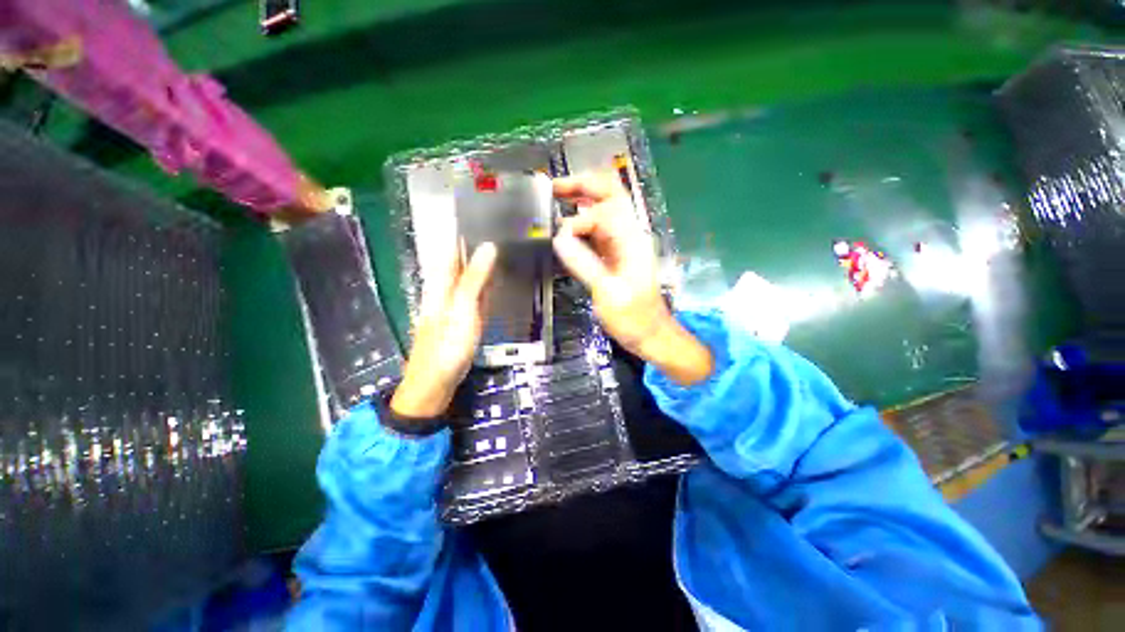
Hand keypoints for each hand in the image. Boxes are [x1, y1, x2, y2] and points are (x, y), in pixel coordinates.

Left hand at [391, 243, 497, 418]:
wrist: (435, 381)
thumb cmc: (447, 345)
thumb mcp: (463, 309)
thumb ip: (474, 278)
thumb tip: (488, 246)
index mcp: (441, 283)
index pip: (452, 248)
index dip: (463, 230)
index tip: (482, 215)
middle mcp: (446, 289)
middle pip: (461, 260)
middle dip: (476, 244)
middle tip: (499, 229)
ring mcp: (455, 304)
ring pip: (469, 276)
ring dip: (483, 262)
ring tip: (501, 248)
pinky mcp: (463, 317)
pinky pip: (476, 294)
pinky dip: (486, 283)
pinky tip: (495, 280)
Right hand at [552, 175, 713, 385]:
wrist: (650, 334)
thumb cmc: (633, 317)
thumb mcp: (608, 292)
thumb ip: (584, 263)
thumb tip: (559, 238)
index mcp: (631, 240)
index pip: (605, 210)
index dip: (579, 219)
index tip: (560, 238)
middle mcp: (629, 235)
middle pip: (610, 196)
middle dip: (583, 186)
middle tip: (554, 187)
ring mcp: (622, 245)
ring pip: (603, 212)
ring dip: (581, 202)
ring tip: (556, 199)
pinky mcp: (615, 256)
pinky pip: (597, 232)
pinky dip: (581, 225)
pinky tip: (566, 229)